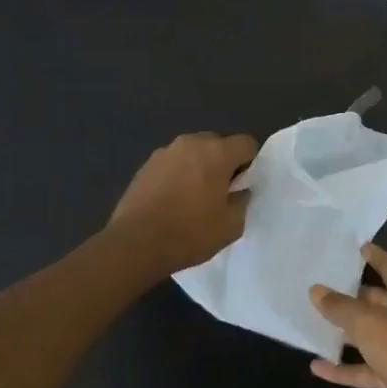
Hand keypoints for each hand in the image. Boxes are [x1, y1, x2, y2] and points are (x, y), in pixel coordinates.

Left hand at [107, 132, 257, 275]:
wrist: (135, 244)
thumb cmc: (190, 233)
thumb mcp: (232, 225)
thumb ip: (242, 200)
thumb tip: (238, 191)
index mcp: (217, 152)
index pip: (247, 144)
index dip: (250, 164)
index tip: (242, 187)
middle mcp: (190, 143)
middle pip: (218, 144)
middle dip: (223, 163)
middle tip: (219, 193)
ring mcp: (164, 152)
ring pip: (193, 153)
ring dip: (199, 168)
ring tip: (193, 198)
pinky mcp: (144, 166)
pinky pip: (172, 164)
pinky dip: (177, 176)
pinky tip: (172, 202)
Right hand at [309, 244, 386, 387]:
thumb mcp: (367, 321)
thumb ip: (340, 306)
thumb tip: (316, 290)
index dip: (377, 256)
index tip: (360, 246)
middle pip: (378, 302)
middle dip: (355, 295)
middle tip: (326, 285)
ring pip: (370, 336)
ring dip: (346, 332)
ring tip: (314, 323)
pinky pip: (364, 368)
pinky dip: (343, 368)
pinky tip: (316, 366)